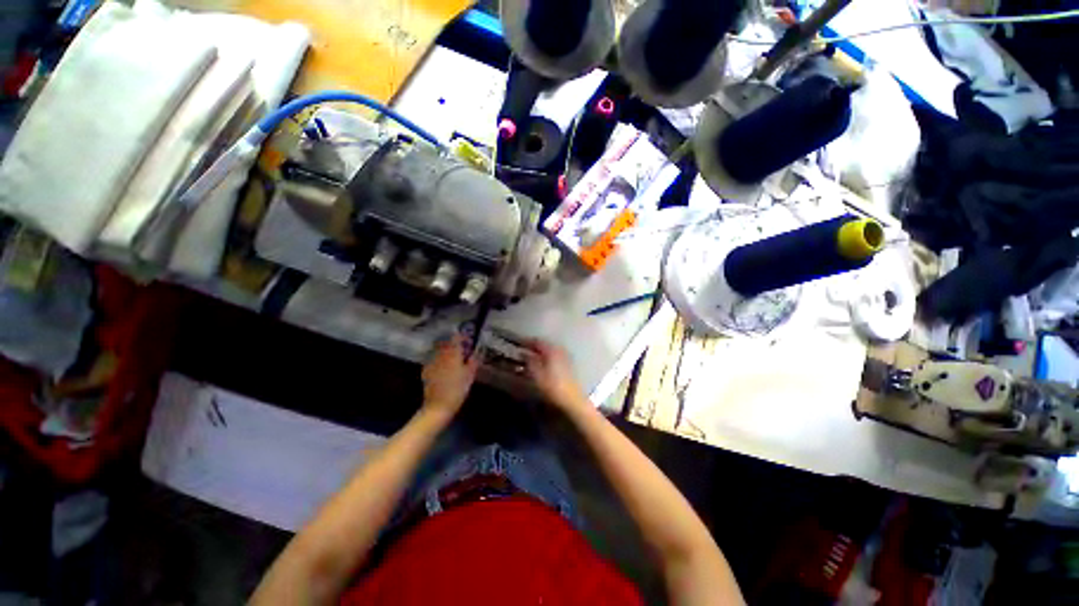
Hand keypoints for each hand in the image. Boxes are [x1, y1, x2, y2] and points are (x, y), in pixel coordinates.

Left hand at [421, 334, 478, 417]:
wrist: (438, 406)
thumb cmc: (457, 390)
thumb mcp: (470, 375)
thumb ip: (473, 361)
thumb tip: (475, 353)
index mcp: (452, 354)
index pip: (456, 338)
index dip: (462, 337)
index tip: (468, 341)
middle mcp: (441, 355)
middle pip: (446, 342)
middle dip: (453, 343)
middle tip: (461, 350)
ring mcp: (432, 362)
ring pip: (439, 351)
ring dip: (446, 351)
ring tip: (454, 359)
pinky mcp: (426, 371)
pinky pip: (434, 360)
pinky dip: (440, 360)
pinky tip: (444, 368)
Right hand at [524, 340, 587, 412]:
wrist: (572, 399)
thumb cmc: (552, 387)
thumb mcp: (537, 375)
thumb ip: (529, 361)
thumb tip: (523, 353)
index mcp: (551, 350)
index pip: (537, 341)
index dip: (527, 341)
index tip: (519, 343)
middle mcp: (560, 350)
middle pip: (545, 344)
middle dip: (534, 346)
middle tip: (524, 350)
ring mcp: (566, 357)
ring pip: (550, 350)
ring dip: (541, 352)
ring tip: (531, 356)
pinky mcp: (569, 365)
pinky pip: (555, 355)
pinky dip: (547, 357)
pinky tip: (543, 363)